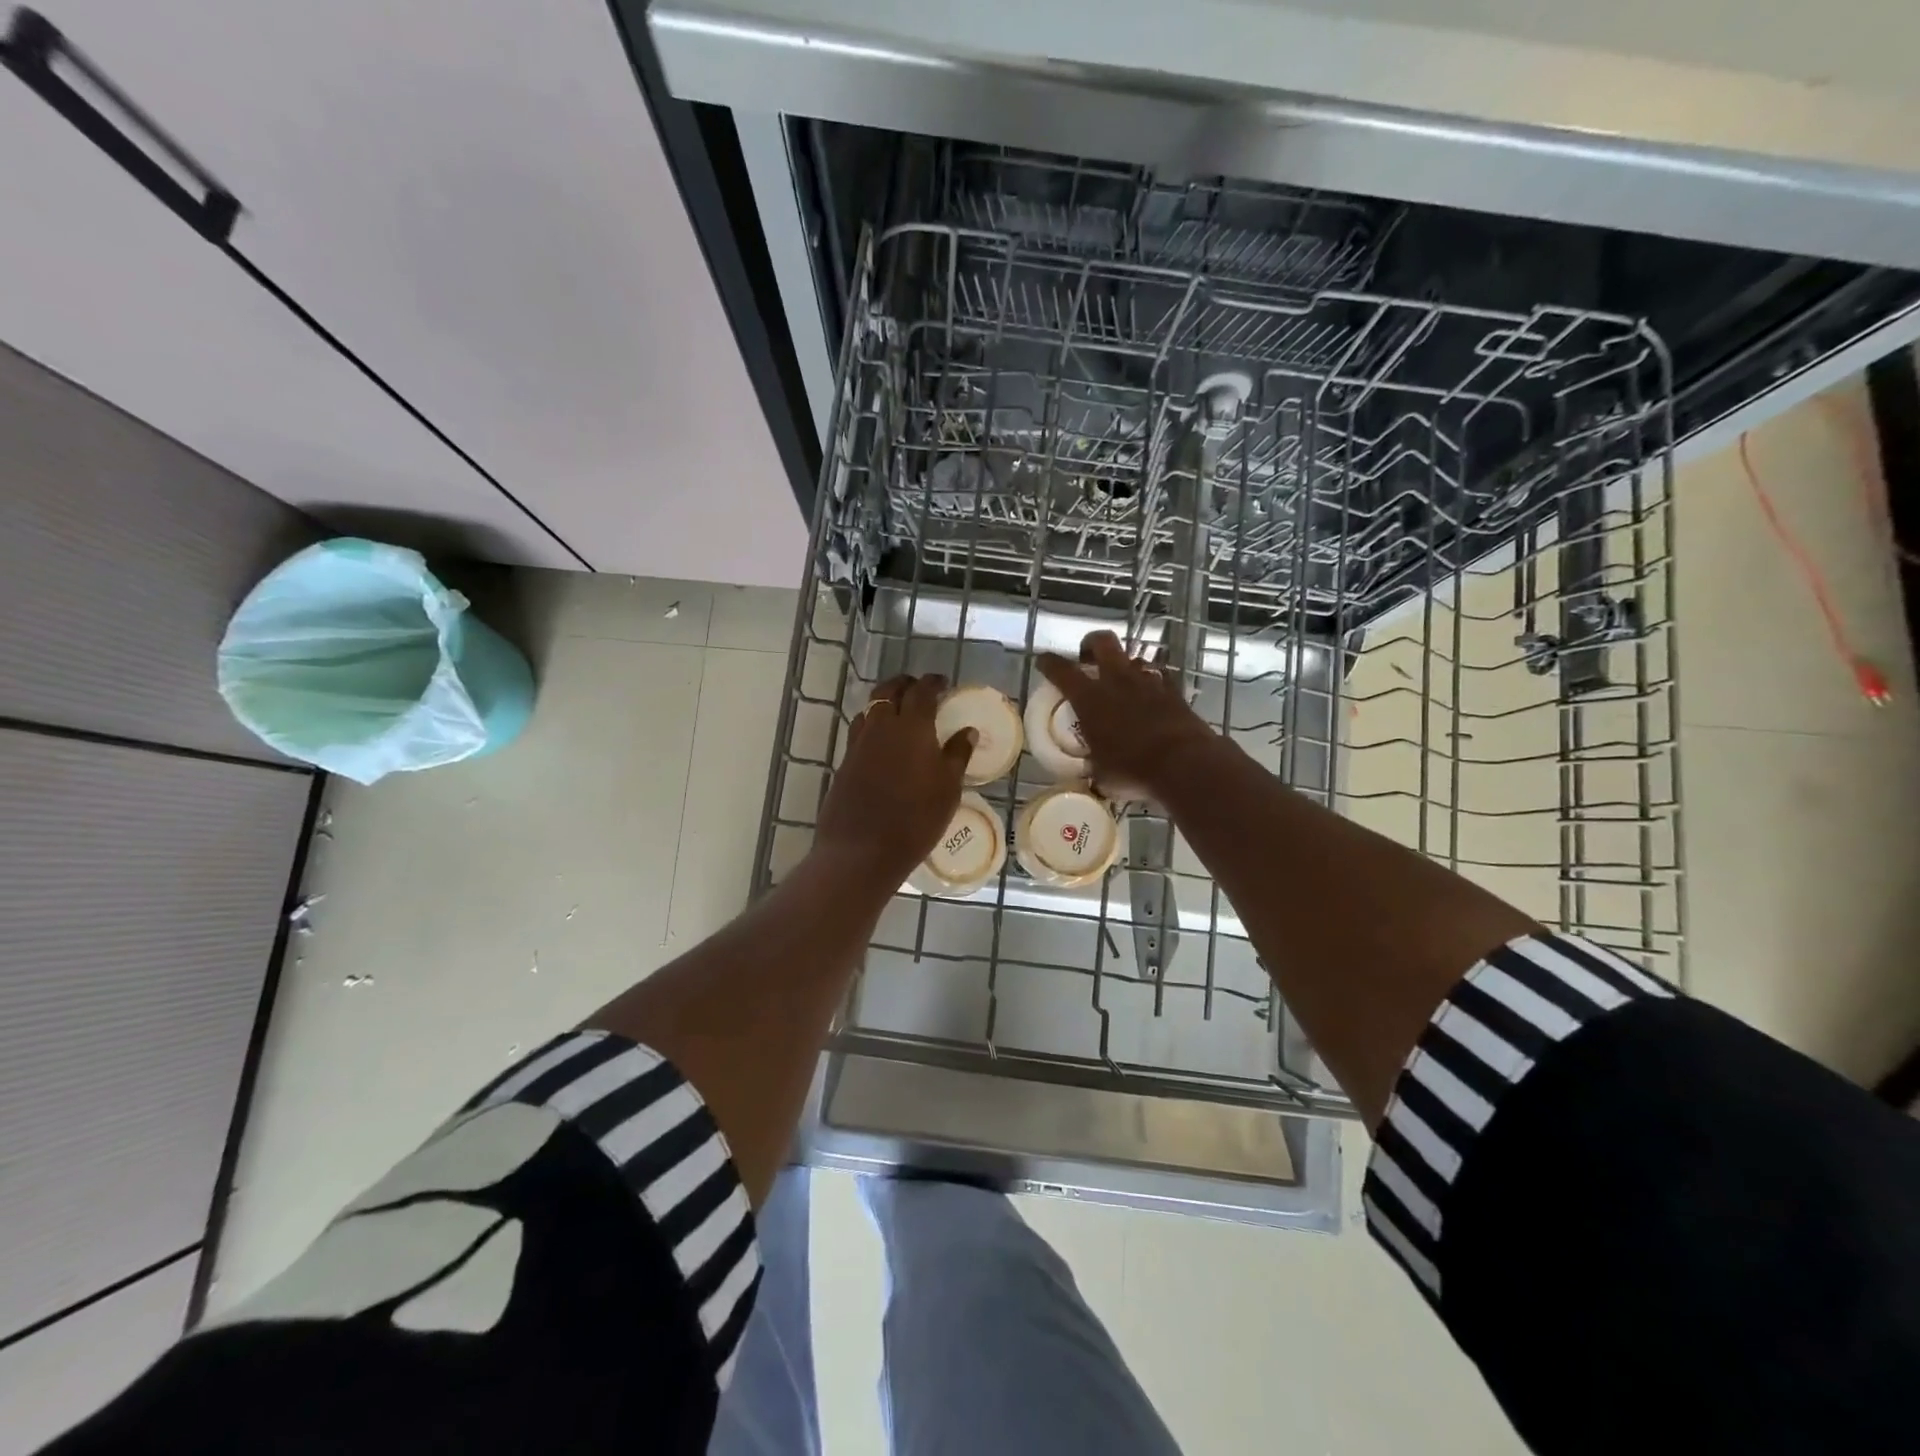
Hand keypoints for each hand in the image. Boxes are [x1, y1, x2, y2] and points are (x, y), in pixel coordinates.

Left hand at [816, 674, 974, 881]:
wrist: (861, 851)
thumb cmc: (915, 819)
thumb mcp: (948, 788)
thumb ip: (957, 755)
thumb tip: (967, 731)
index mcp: (911, 726)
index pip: (922, 691)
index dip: (933, 683)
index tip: (943, 683)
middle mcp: (881, 726)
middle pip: (889, 691)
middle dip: (905, 684)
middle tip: (920, 690)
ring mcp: (858, 744)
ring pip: (870, 708)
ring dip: (886, 702)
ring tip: (900, 711)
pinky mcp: (845, 762)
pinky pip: (860, 730)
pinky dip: (873, 724)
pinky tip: (883, 742)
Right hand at [1036, 631, 1215, 800]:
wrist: (1185, 763)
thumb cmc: (1133, 769)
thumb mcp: (1102, 775)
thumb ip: (1095, 769)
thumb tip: (1095, 780)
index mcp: (1090, 698)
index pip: (1061, 670)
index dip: (1049, 663)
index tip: (1043, 662)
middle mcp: (1117, 680)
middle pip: (1102, 642)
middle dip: (1090, 644)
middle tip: (1087, 659)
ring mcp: (1148, 681)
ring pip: (1133, 658)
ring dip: (1124, 666)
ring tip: (1122, 683)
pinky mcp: (1174, 690)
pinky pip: (1157, 678)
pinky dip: (1150, 684)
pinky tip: (1150, 699)